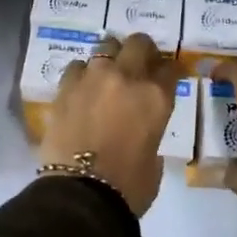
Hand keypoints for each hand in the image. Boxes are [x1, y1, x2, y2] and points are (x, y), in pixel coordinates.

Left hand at [39, 33, 175, 215]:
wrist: (82, 194)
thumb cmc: (129, 186)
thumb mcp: (155, 159)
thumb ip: (151, 132)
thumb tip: (141, 129)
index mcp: (156, 96)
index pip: (171, 67)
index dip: (171, 70)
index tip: (168, 75)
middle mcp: (127, 77)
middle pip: (139, 43)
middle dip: (142, 50)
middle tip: (140, 63)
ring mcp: (93, 78)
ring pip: (105, 45)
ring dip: (111, 56)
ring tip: (108, 72)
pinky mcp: (65, 87)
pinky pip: (76, 66)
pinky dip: (82, 73)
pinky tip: (82, 87)